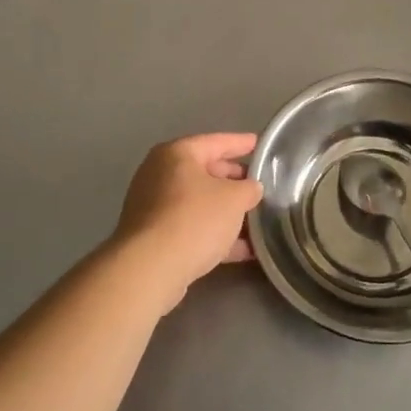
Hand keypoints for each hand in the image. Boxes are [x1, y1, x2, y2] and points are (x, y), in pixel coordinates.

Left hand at [111, 133, 262, 312]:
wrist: (150, 269)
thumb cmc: (194, 219)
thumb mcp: (235, 198)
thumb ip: (249, 189)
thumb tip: (251, 189)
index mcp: (177, 154)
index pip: (217, 142)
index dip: (242, 143)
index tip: (260, 145)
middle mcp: (160, 175)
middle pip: (206, 172)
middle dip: (235, 182)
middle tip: (259, 186)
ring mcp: (153, 207)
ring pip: (199, 203)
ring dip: (227, 213)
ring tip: (257, 221)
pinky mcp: (153, 238)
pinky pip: (191, 228)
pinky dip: (215, 234)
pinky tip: (243, 249)